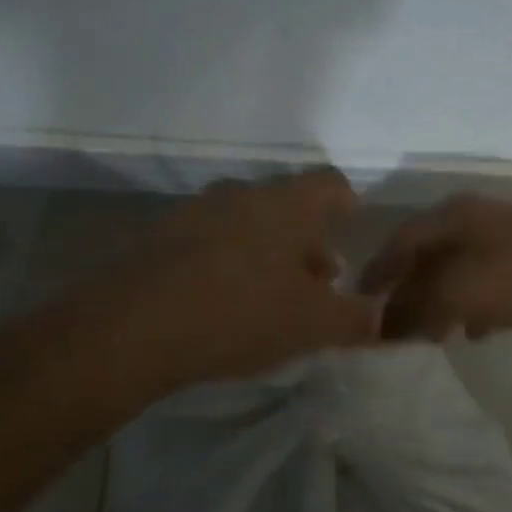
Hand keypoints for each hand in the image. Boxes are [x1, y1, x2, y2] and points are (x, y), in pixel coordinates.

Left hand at [31, 168, 380, 401]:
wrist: (128, 328)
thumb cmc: (239, 314)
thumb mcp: (313, 326)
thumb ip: (357, 318)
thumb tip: (382, 315)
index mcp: (286, 204)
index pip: (331, 183)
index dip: (347, 204)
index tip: (349, 232)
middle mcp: (241, 194)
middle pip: (287, 204)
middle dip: (306, 239)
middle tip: (316, 280)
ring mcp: (194, 211)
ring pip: (245, 221)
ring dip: (265, 250)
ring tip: (269, 296)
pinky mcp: (158, 236)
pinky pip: (207, 239)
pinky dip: (224, 261)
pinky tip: (221, 302)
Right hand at [360, 194, 511, 340]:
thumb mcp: (458, 293)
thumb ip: (415, 307)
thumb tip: (384, 323)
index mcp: (452, 215)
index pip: (400, 241)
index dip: (377, 272)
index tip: (359, 302)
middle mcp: (475, 219)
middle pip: (428, 256)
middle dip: (409, 292)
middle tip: (395, 327)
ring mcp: (506, 237)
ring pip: (458, 271)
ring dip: (441, 302)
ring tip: (433, 336)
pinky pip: (488, 284)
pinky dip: (474, 306)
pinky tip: (476, 331)